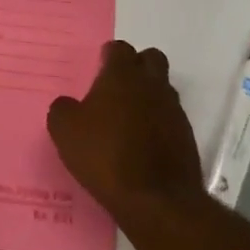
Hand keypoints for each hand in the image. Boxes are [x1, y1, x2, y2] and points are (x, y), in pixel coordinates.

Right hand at [48, 41, 207, 223]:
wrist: (156, 200)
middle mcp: (152, 85)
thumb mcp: (65, 131)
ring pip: (163, 89)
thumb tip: (68, 105)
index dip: (109, 56)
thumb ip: (63, 109)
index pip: (120, 48)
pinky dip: (158, 124)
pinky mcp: (186, 137)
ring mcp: (174, 110)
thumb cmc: (105, 155)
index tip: (98, 69)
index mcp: (122, 75)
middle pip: (151, 59)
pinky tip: (142, 144)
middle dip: (137, 66)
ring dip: (148, 96)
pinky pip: (170, 118)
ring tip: (128, 119)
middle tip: (117, 87)